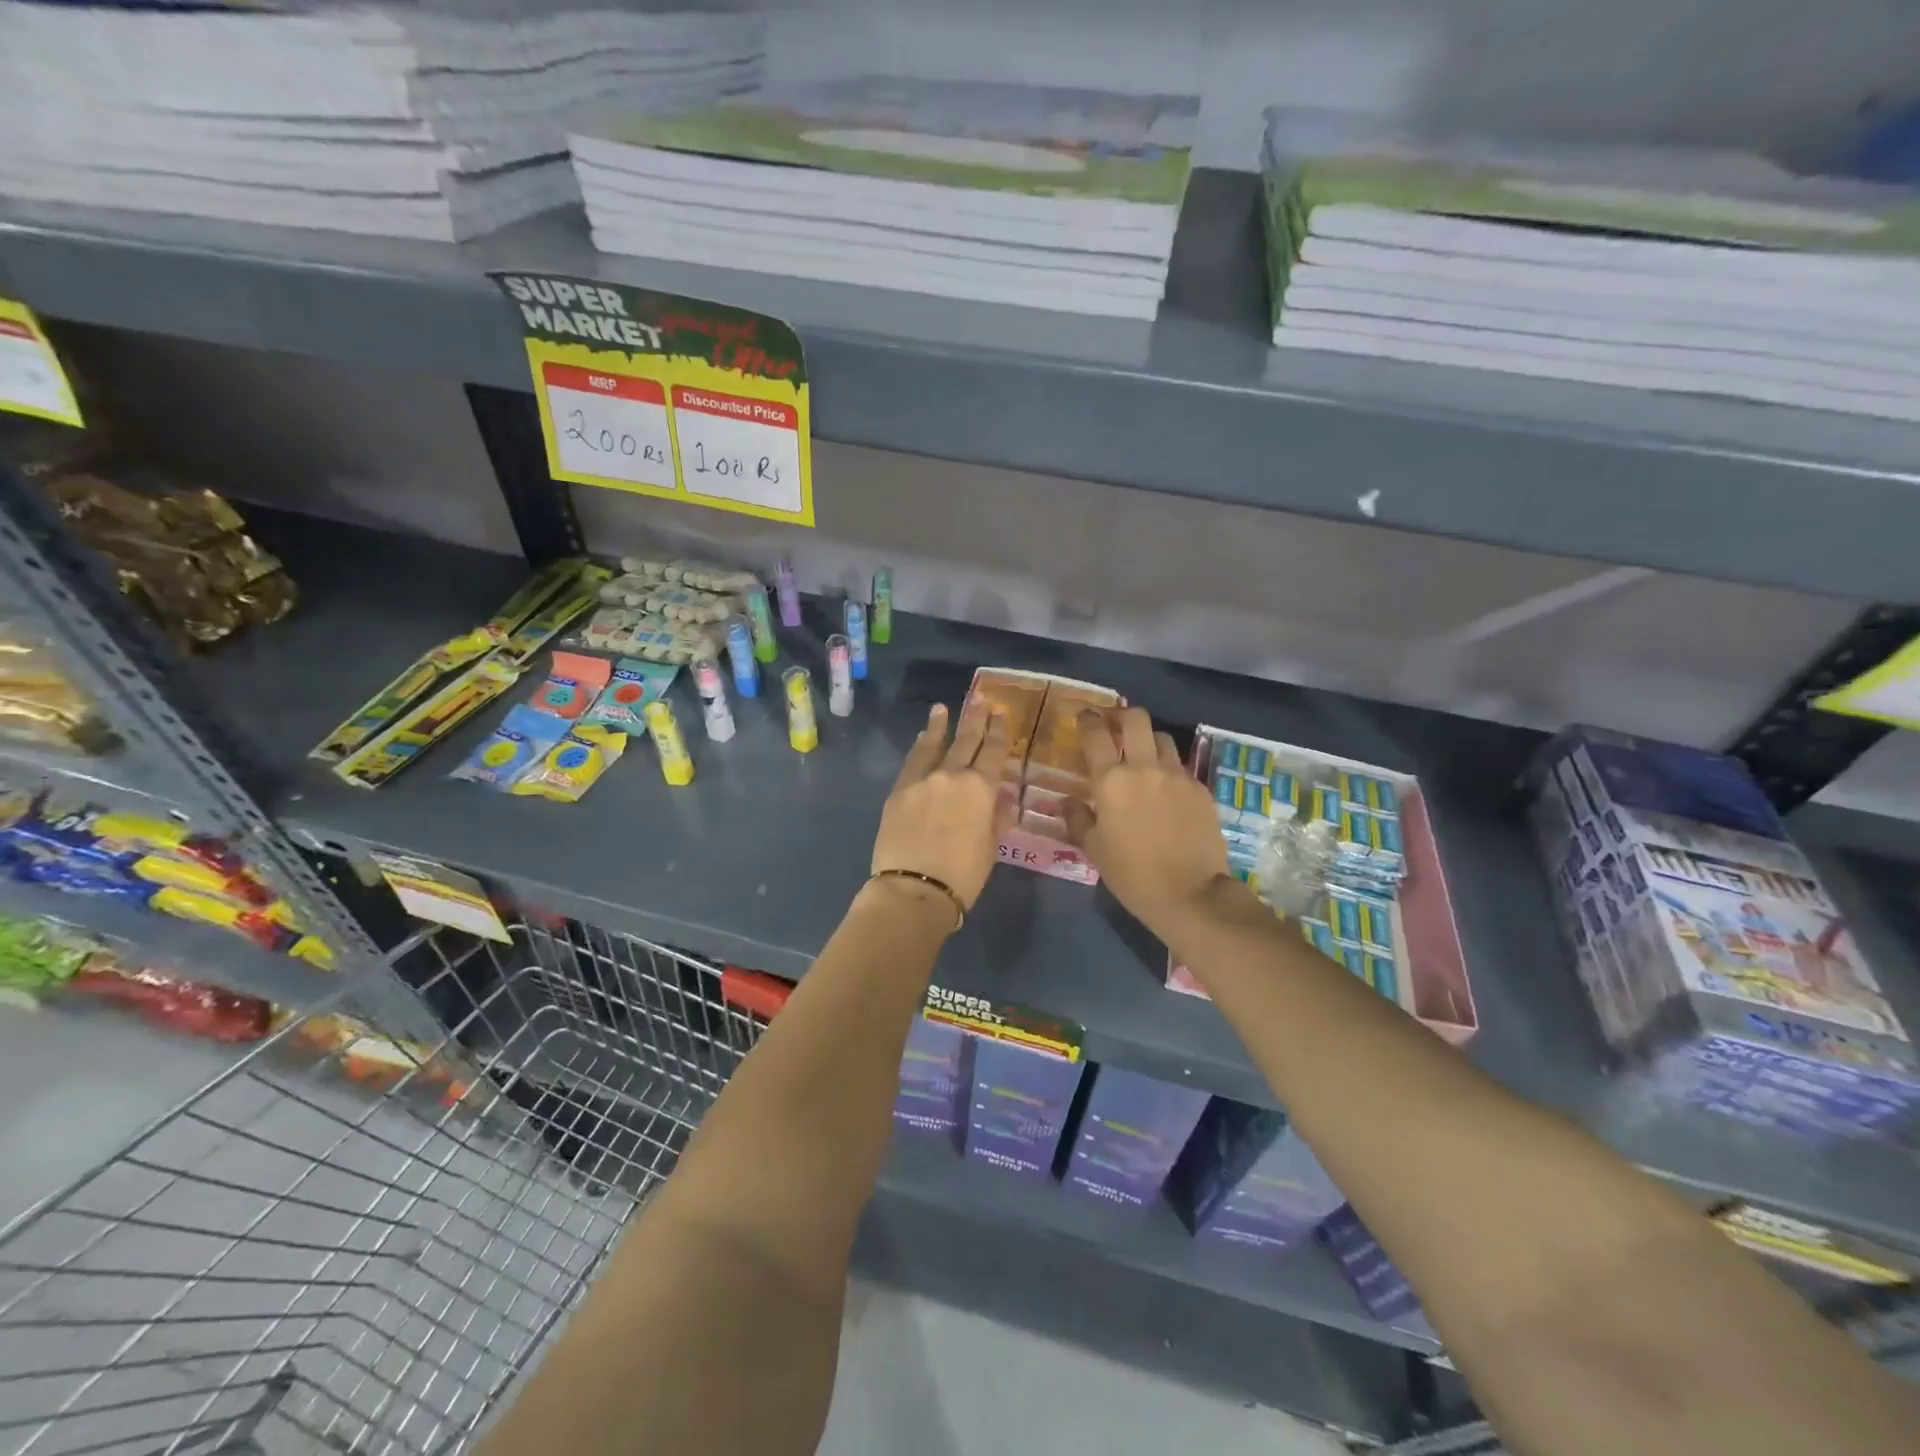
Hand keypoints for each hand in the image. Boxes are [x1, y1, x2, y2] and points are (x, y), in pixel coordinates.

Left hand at [870, 702, 1012, 912]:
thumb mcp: (991, 848)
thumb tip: (1004, 797)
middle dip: (975, 719)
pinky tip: (923, 738)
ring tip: (943, 708)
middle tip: (979, 698)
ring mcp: (922, 780)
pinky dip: (920, 747)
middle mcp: (952, 776)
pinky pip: (912, 761)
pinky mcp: (899, 791)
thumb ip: (998, 818)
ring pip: (935, 745)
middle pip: (966, 741)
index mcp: (980, 789)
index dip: (999, 732)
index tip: (1001, 714)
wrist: (914, 888)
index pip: (994, 752)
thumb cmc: (962, 874)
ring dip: (941, 725)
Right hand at [1066, 706, 1229, 937]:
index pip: (1096, 734)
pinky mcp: (1200, 789)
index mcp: (1111, 781)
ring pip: (1162, 738)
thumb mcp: (1095, 849)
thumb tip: (1067, 803)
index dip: (1088, 720)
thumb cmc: (1132, 874)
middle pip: (1135, 719)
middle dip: (1122, 716)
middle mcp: (1145, 767)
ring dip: (1149, 741)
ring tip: (1143, 757)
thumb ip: (1078, 819)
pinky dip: (1169, 770)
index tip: (1085, 718)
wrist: (1191, 894)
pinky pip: (1181, 767)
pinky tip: (1166, 791)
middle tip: (1115, 726)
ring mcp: (1177, 775)